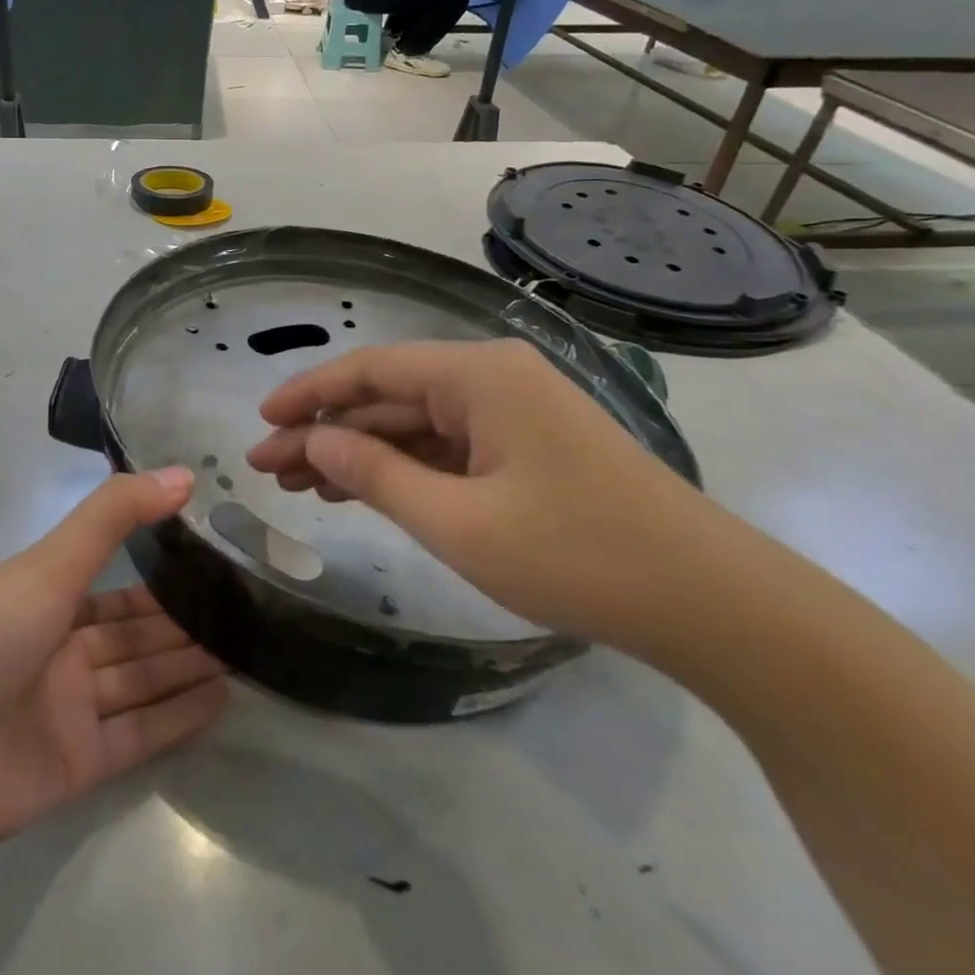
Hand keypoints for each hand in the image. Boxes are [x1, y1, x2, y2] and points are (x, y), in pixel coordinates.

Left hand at [0, 469, 226, 866]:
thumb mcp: (46, 566)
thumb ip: (114, 517)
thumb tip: (183, 473)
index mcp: (42, 597)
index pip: (113, 583)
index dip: (160, 572)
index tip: (213, 557)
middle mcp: (58, 649)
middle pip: (133, 633)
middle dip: (182, 622)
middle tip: (245, 608)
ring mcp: (68, 708)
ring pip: (142, 679)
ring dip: (187, 665)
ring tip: (247, 648)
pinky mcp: (78, 763)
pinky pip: (139, 733)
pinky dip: (178, 717)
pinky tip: (223, 698)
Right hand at [244, 339, 732, 652]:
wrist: (713, 604)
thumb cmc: (578, 555)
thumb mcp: (458, 521)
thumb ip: (374, 474)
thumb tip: (311, 441)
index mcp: (477, 375)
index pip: (370, 370)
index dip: (308, 394)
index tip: (261, 422)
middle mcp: (492, 377)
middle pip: (387, 397)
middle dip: (324, 431)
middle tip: (267, 469)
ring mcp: (512, 411)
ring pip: (413, 423)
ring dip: (357, 452)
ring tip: (299, 486)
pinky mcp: (526, 445)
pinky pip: (446, 446)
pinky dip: (401, 468)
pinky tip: (359, 492)